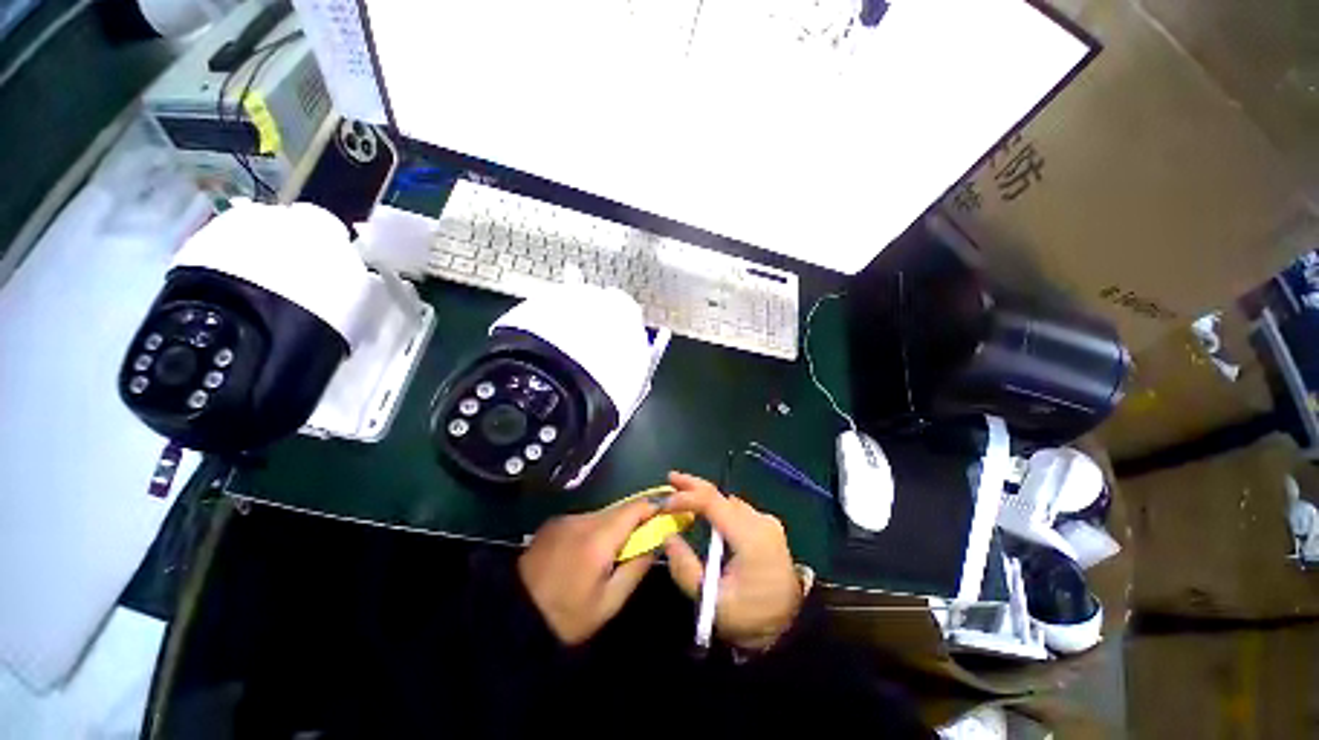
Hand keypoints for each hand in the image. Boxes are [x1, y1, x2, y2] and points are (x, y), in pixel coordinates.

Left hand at [518, 498, 660, 644]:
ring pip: (603, 514)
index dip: (656, 504)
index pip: (635, 508)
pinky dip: (597, 529)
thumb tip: (657, 540)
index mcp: (598, 538)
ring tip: (616, 552)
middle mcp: (583, 520)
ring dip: (616, 526)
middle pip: (620, 509)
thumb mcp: (609, 602)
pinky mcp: (554, 523)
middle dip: (638, 518)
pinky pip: (586, 520)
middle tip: (648, 535)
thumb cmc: (566, 616)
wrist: (513, 618)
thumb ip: (637, 567)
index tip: (672, 507)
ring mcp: (566, 519)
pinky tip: (591, 552)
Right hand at [663, 471, 802, 651]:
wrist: (791, 625)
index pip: (712, 503)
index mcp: (749, 537)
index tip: (664, 502)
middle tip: (670, 478)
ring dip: (704, 495)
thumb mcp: (712, 601)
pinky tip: (703, 510)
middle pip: (721, 494)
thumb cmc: (750, 616)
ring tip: (681, 494)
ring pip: (728, 500)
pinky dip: (717, 506)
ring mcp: (766, 521)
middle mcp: (760, 521)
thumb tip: (668, 537)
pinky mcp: (768, 526)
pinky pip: (736, 509)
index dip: (686, 498)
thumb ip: (685, 568)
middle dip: (693, 485)